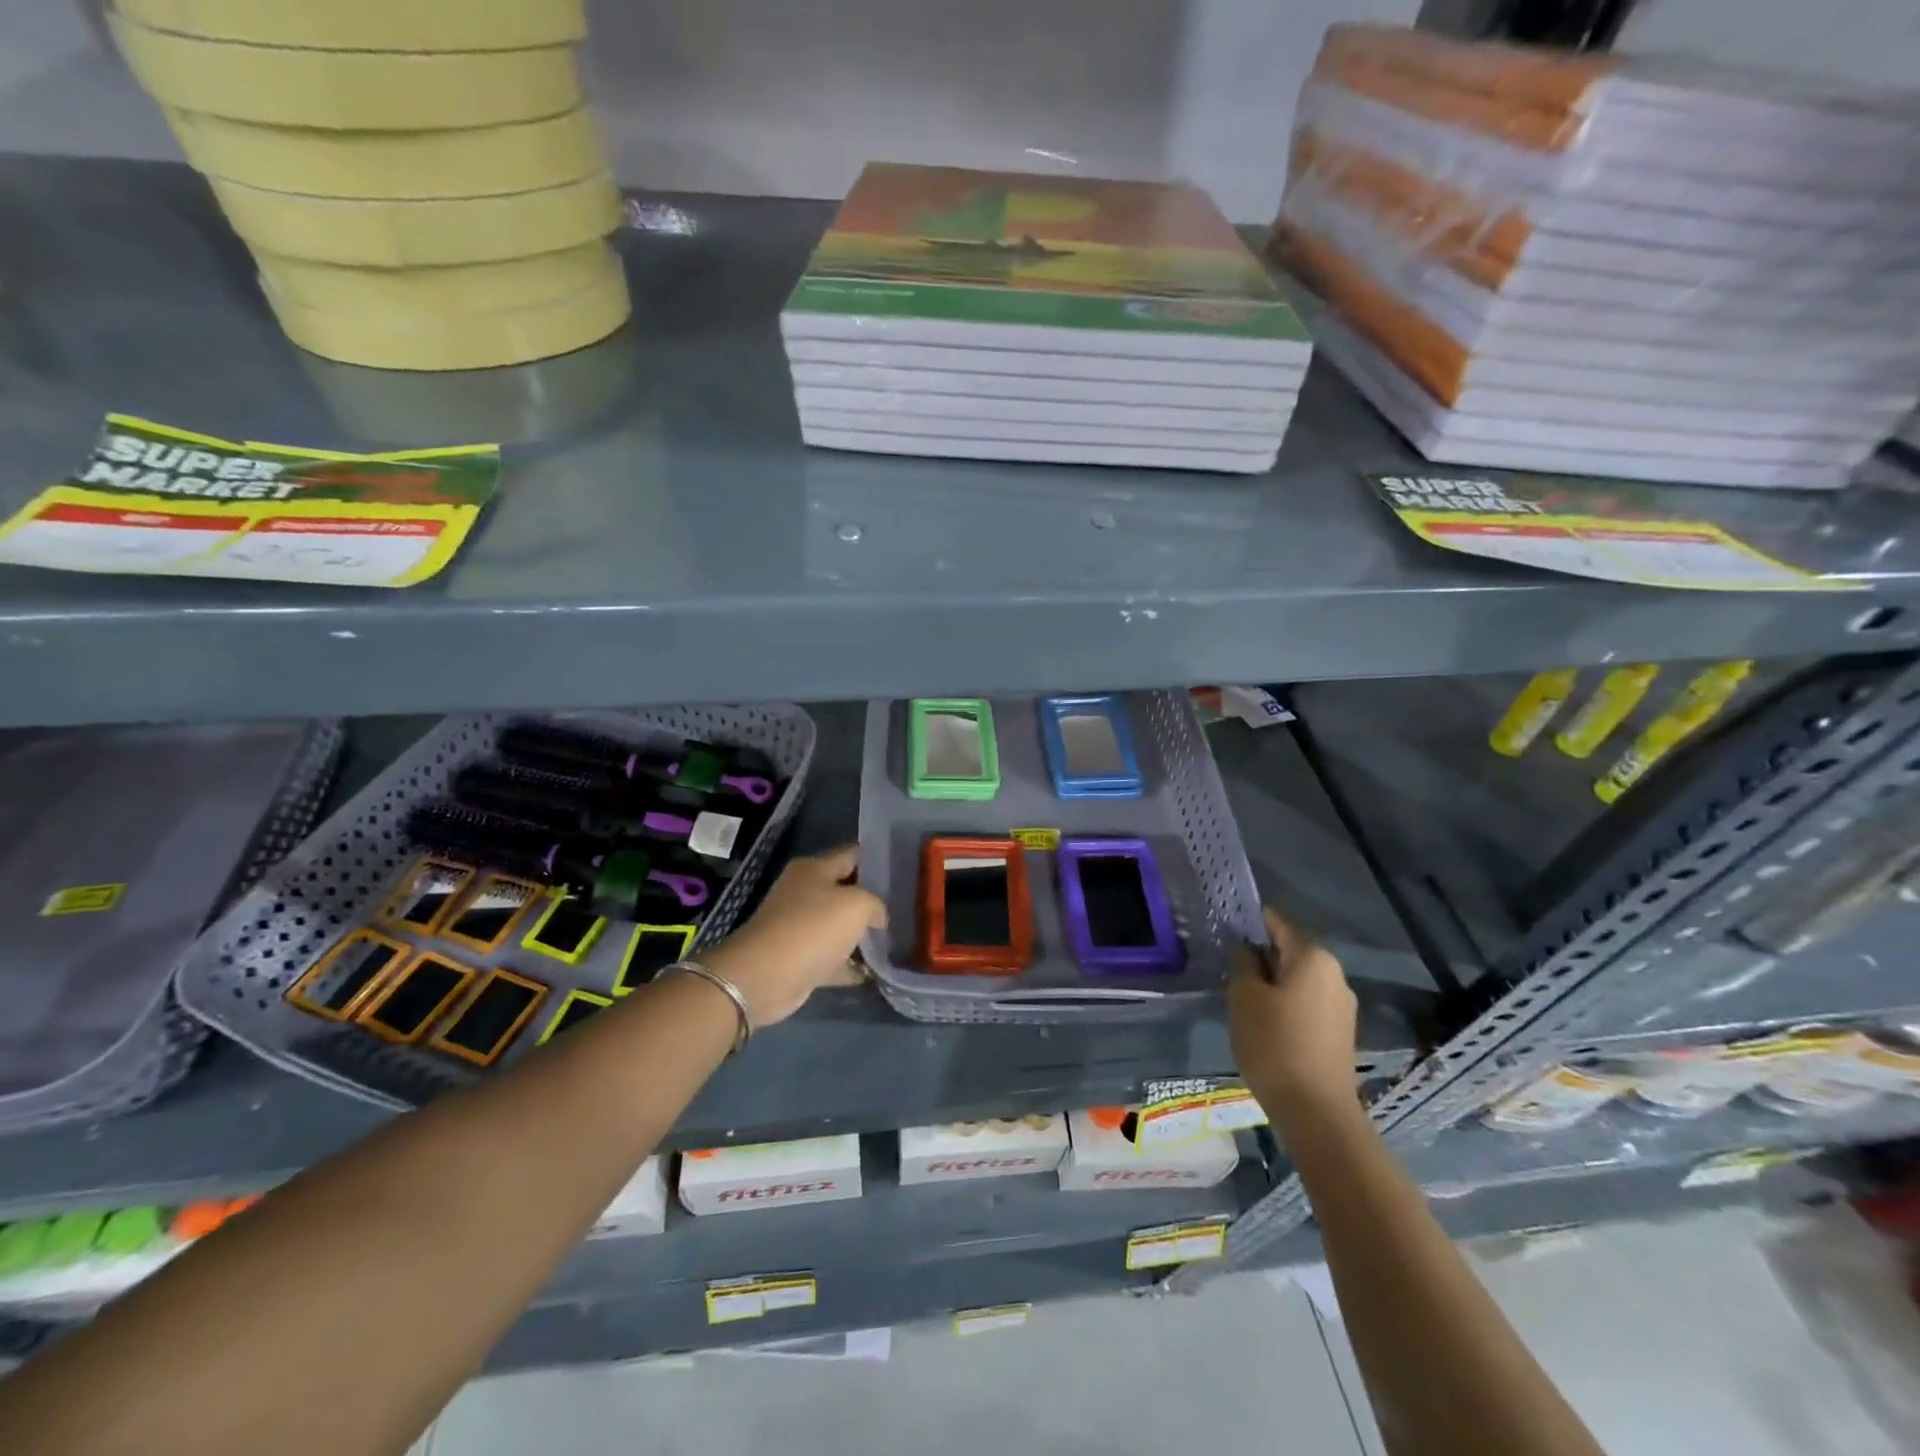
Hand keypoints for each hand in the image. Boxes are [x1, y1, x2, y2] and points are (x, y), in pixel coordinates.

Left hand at [702, 845, 886, 1026]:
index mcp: (814, 869)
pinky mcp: (800, 959)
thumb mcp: (857, 904)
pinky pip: (833, 958)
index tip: (904, 868)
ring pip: (840, 926)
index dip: (877, 859)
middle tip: (905, 906)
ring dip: (863, 935)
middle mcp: (804, 893)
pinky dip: (851, 965)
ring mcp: (800, 927)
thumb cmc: (813, 928)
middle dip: (874, 898)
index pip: (852, 854)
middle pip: (846, 890)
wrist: (765, 977)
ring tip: (897, 939)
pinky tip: (875, 971)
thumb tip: (879, 917)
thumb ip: (876, 904)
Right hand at [1228, 906, 1360, 1122]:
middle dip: (1261, 955)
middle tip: (1229, 965)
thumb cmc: (1274, 1043)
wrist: (1316, 1111)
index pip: (1277, 923)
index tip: (1226, 927)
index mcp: (1313, 957)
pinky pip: (1307, 1002)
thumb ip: (1243, 964)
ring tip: (1243, 996)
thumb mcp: (1244, 997)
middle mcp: (1335, 974)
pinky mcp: (1340, 1032)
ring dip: (1272, 982)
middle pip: (1290, 950)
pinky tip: (1266, 1021)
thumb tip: (1247, 950)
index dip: (1250, 922)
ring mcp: (1342, 1005)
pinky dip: (1286, 1003)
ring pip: (1298, 979)